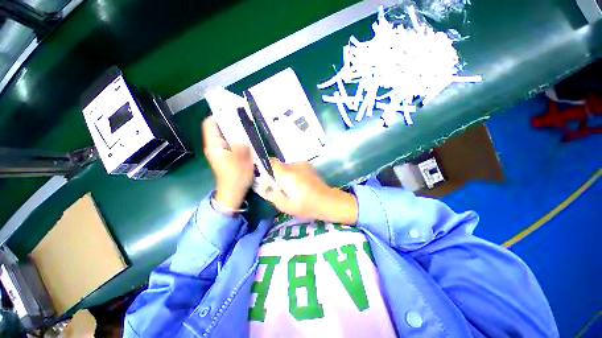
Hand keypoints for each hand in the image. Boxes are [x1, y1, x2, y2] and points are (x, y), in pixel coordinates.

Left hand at [203, 117, 253, 211]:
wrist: (232, 192)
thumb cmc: (235, 178)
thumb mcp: (240, 163)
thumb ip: (241, 148)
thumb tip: (241, 133)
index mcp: (214, 146)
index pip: (210, 123)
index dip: (220, 115)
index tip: (234, 113)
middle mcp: (215, 146)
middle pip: (219, 127)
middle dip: (231, 122)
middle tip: (246, 119)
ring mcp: (221, 150)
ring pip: (226, 134)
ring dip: (236, 130)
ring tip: (249, 128)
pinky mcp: (227, 154)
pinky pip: (231, 141)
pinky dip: (239, 138)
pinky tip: (248, 139)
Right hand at [262, 160, 357, 224]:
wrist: (327, 201)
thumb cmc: (305, 205)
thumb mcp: (284, 205)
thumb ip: (271, 194)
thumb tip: (264, 187)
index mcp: (286, 173)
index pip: (270, 162)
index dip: (266, 168)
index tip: (267, 179)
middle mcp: (293, 164)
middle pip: (279, 166)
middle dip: (277, 175)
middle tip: (281, 189)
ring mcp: (302, 164)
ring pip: (288, 167)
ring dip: (286, 176)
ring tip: (293, 189)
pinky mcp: (309, 166)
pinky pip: (296, 168)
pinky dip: (294, 175)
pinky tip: (301, 185)